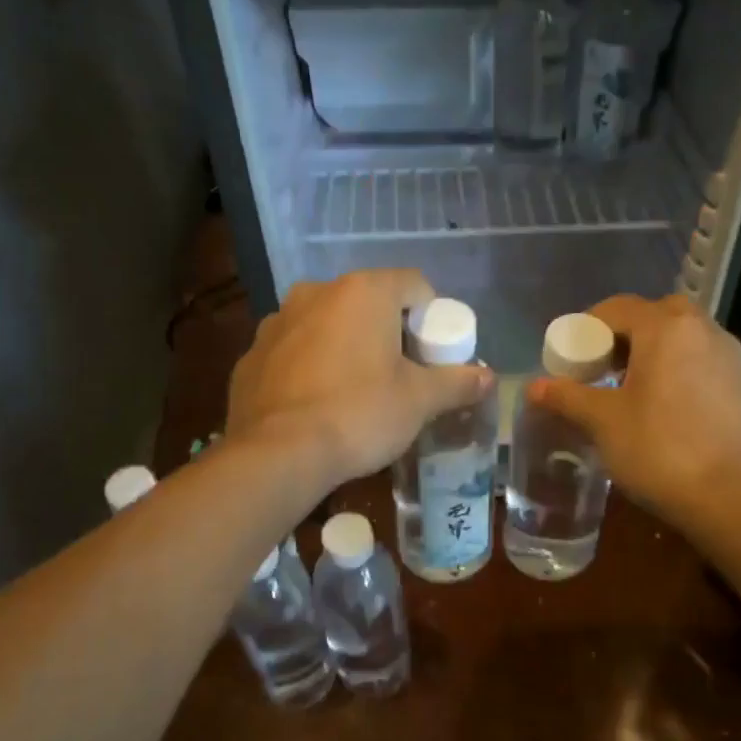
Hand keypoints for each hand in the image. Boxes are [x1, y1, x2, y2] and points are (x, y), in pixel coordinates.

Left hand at [227, 270, 492, 490]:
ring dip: (346, 346)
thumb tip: (489, 378)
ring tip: (356, 391)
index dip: (432, 318)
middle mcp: (317, 293)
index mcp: (363, 292)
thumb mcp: (419, 401)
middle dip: (388, 332)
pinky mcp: (251, 354)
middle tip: (401, 375)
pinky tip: (317, 404)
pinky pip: (295, 350)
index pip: (414, 285)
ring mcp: (277, 321)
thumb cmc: (359, 414)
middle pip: (369, 303)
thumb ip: (457, 383)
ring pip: (328, 324)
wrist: (278, 454)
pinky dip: (311, 365)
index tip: (433, 355)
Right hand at [527, 294, 740, 535]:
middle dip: (623, 335)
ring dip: (653, 351)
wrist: (732, 499)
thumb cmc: (659, 450)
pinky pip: (702, 360)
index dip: (586, 328)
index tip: (570, 357)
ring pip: (682, 337)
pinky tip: (664, 407)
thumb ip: (567, 396)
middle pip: (654, 315)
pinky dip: (678, 369)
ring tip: (630, 389)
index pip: (617, 308)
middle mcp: (703, 329)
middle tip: (601, 367)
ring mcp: (730, 356)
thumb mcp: (603, 422)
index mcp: (666, 327)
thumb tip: (534, 386)